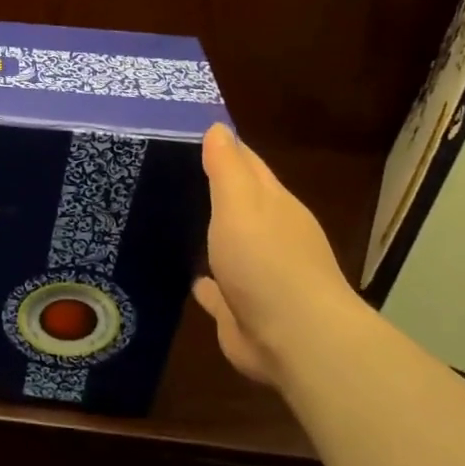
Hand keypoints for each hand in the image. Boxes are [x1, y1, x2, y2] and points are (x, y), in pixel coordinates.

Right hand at [193, 124, 366, 387]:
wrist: (294, 338)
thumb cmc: (266, 261)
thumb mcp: (241, 204)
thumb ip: (227, 168)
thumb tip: (218, 126)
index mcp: (274, 206)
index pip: (248, 165)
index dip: (224, 148)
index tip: (190, 133)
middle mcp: (270, 236)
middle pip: (239, 205)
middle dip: (213, 191)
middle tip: (170, 174)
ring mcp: (257, 276)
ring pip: (228, 247)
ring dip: (210, 236)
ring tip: (173, 221)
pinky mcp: (240, 310)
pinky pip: (217, 290)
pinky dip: (205, 282)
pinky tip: (189, 277)